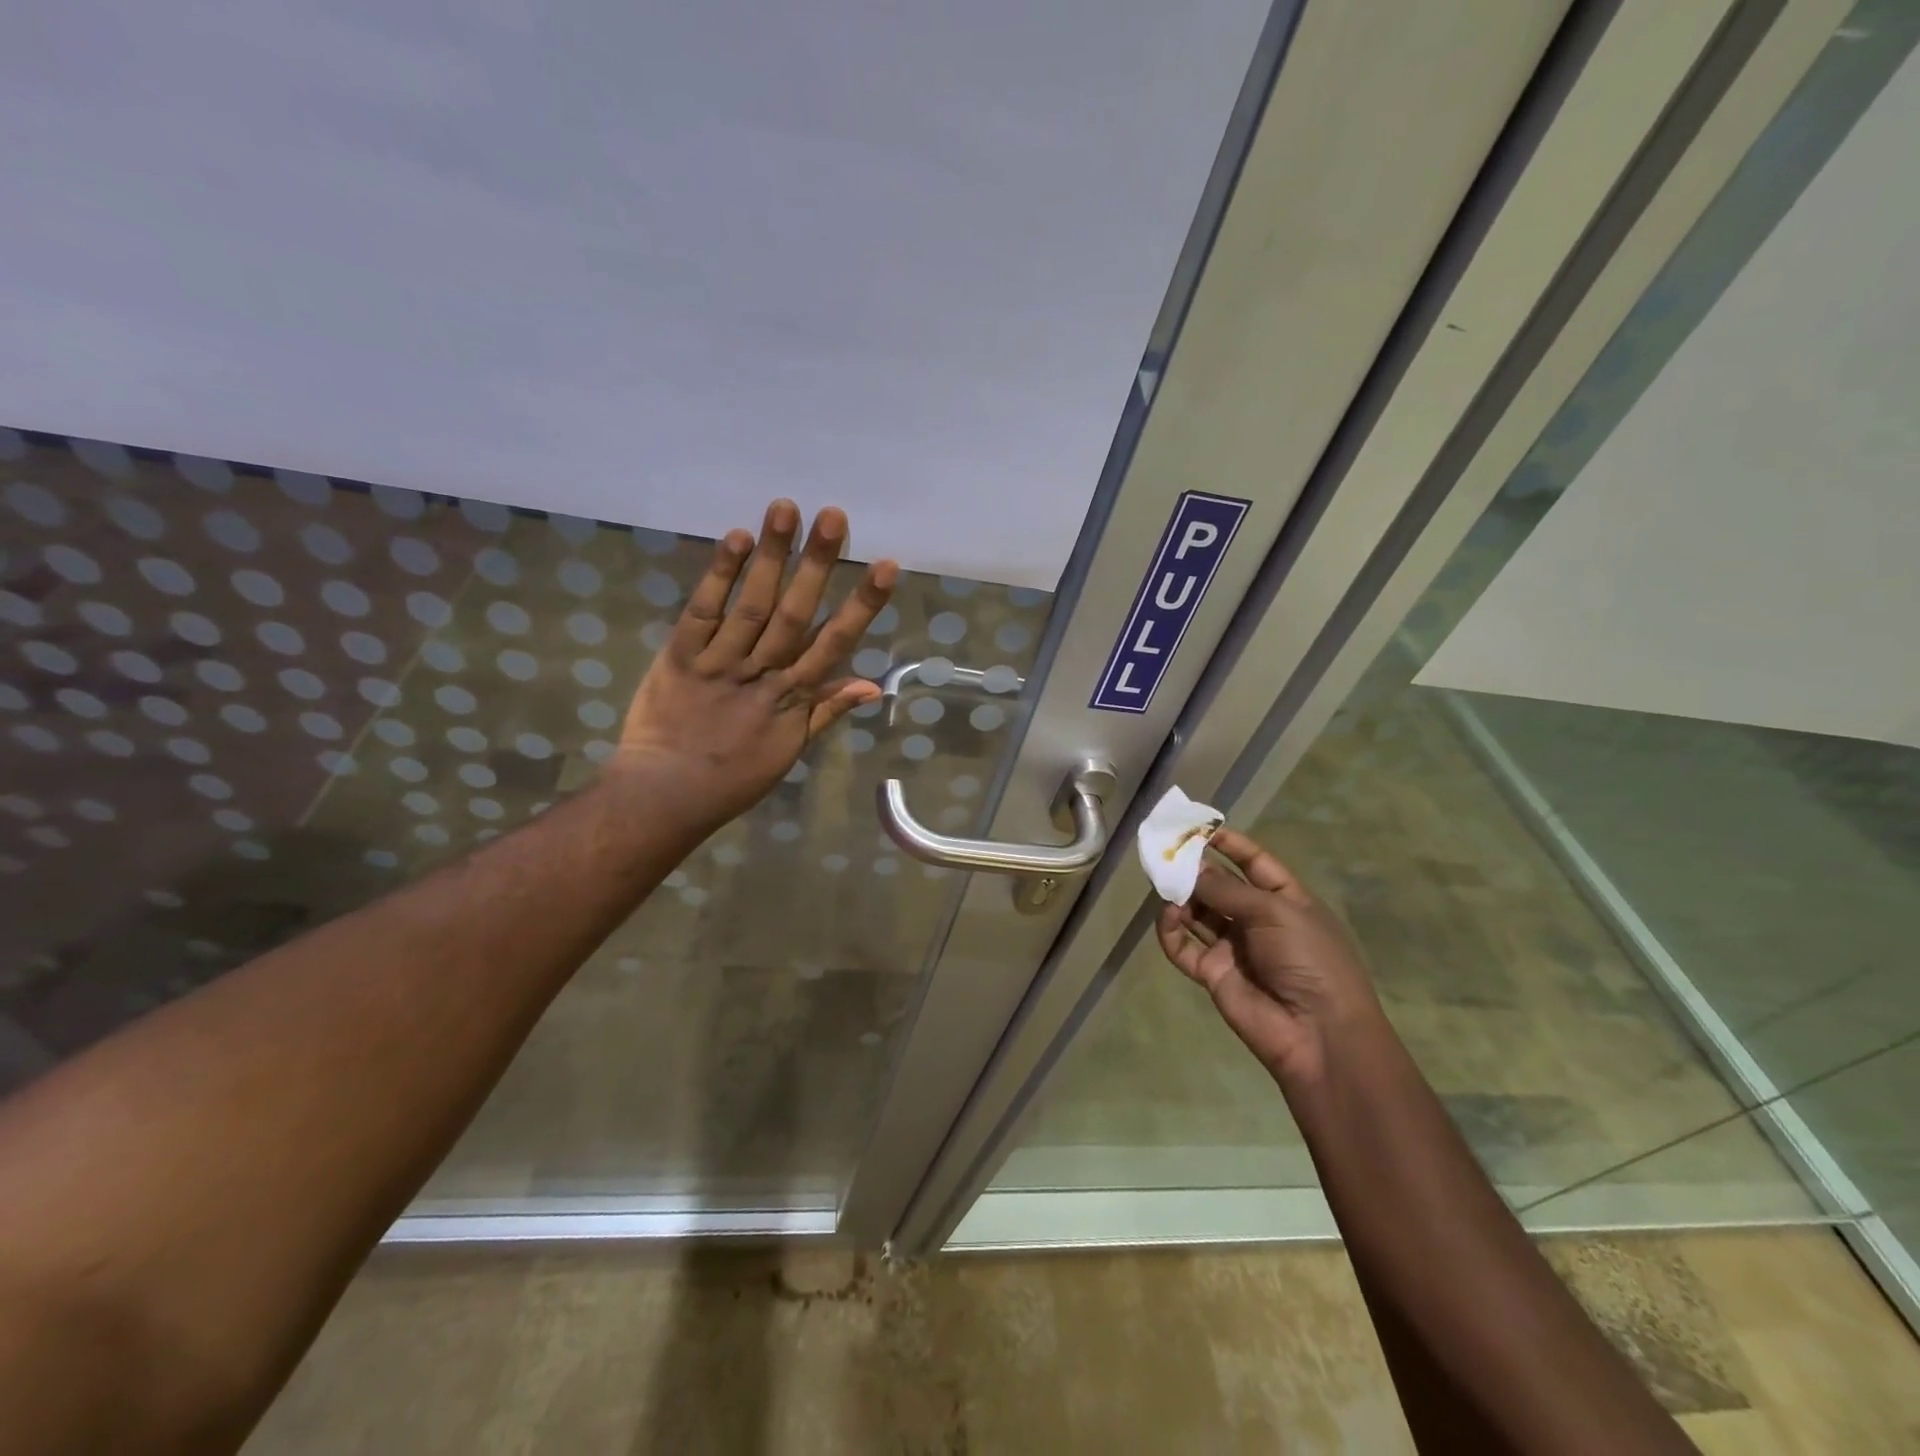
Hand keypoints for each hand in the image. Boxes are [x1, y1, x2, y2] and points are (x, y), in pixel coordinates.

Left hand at [614, 500, 897, 834]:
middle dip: (817, 565)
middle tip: (834, 516)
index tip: (886, 566)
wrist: (666, 795)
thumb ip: (827, 712)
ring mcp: (719, 663)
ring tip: (786, 509)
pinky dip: (719, 576)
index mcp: (792, 699)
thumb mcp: (789, 750)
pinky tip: (736, 539)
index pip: (834, 644)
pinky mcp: (679, 657)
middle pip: (794, 614)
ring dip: (771, 557)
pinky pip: (702, 613)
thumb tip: (873, 684)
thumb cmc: (734, 779)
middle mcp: (762, 674)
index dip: (861, 605)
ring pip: (751, 605)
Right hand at [1155, 829, 1383, 1088]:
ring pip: (1198, 914)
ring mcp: (1234, 948)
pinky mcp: (1213, 973)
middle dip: (1196, 870)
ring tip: (1163, 883)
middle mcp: (1258, 921)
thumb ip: (1228, 889)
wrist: (1317, 1033)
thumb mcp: (1275, 912)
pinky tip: (1169, 917)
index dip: (1230, 844)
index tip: (1200, 828)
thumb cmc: (1309, 960)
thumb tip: (1191, 870)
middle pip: (1220, 887)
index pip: (1255, 863)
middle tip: (1166, 854)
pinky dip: (1172, 931)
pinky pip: (1184, 946)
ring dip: (1181, 897)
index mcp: (1286, 901)